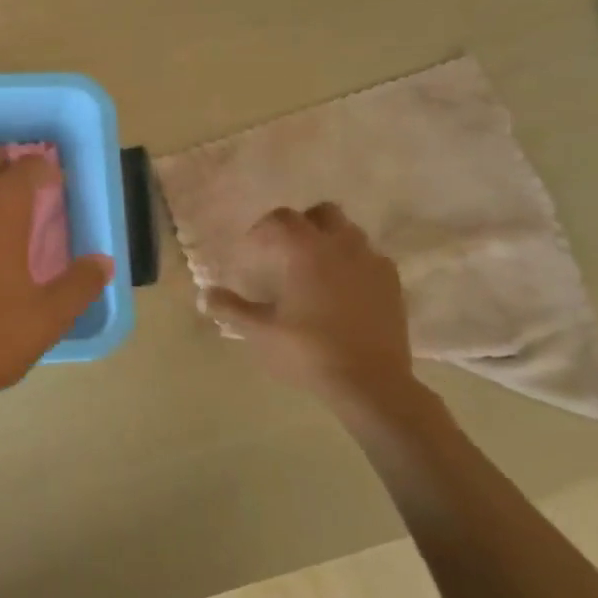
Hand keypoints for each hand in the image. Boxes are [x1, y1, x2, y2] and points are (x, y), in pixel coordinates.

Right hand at [202, 204, 434, 428]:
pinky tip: (344, 290)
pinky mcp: (393, 283)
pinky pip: (370, 258)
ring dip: (330, 241)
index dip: (263, 229)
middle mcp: (341, 245)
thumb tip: (204, 296)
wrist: (371, 383)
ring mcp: (372, 262)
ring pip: (349, 232)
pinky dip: (354, 263)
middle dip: (303, 224)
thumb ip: (231, 309)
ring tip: (316, 269)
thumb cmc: (309, 351)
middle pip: (322, 213)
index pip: (282, 218)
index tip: (253, 249)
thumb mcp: (261, 332)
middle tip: (286, 251)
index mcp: (306, 250)